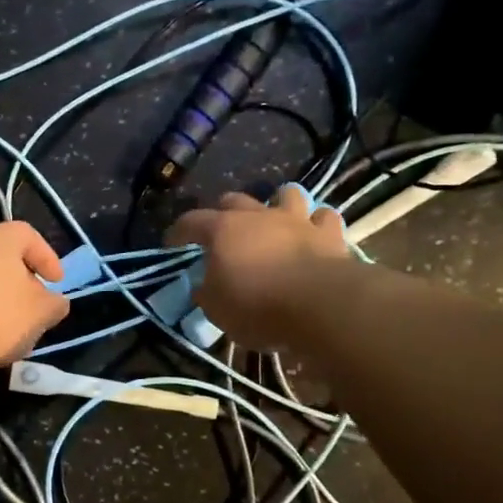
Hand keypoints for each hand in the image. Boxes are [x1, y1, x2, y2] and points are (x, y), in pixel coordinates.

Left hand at [0, 221, 70, 367]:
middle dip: (17, 279)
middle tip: (29, 304)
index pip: (29, 236)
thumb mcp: (36, 315)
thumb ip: (53, 306)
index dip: (47, 258)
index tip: (56, 282)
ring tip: (1, 323)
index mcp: (0, 237)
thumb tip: (56, 301)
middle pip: (0, 254)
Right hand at [164, 185, 356, 351]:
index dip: (178, 232)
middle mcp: (258, 215)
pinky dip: (317, 223)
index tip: (172, 245)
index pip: (190, 221)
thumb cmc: (258, 306)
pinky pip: (323, 217)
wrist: (320, 305)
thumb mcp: (216, 309)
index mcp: (222, 230)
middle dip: (224, 212)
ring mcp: (297, 220)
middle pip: (235, 200)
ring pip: (287, 194)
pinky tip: (314, 233)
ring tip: (275, 221)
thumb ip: (206, 292)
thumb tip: (203, 286)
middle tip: (222, 232)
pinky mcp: (330, 233)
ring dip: (278, 204)